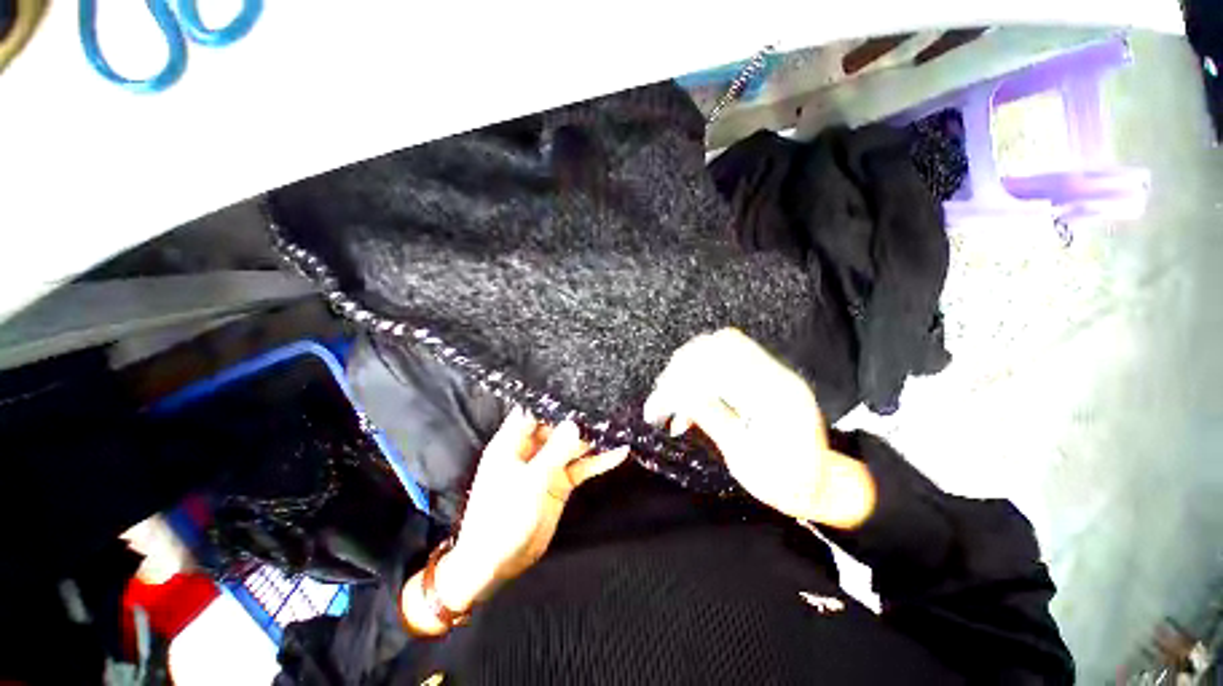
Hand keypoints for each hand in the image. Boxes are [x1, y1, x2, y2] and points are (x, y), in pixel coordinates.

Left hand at [431, 410, 628, 612]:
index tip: (578, 387)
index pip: (533, 412)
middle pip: (557, 427)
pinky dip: (597, 462)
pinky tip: (619, 453)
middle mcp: (530, 450)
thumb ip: (556, 451)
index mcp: (512, 443)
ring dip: (592, 439)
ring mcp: (547, 466)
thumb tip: (575, 423)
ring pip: (572, 446)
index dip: (552, 400)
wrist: (498, 563)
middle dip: (579, 418)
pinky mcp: (559, 483)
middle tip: (606, 404)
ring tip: (617, 424)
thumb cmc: (503, 517)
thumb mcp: (531, 481)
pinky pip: (581, 467)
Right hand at [643, 328, 874, 528]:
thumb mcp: (744, 458)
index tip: (659, 401)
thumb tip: (679, 393)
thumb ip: (712, 418)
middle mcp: (777, 374)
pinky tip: (689, 394)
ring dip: (691, 363)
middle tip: (662, 392)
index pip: (721, 368)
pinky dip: (702, 368)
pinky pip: (729, 356)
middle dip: (684, 365)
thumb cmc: (784, 483)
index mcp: (776, 397)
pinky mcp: (766, 374)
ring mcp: (774, 371)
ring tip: (671, 391)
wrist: (819, 485)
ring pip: (724, 344)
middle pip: (723, 344)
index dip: (683, 380)